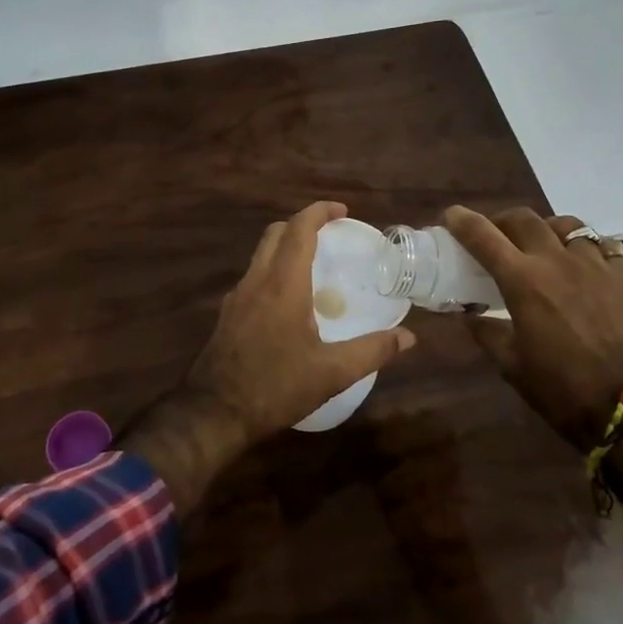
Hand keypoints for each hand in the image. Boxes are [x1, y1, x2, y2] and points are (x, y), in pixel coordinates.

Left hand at [123, 201, 416, 512]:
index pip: (299, 229)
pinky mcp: (227, 315)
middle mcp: (256, 281)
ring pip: (260, 255)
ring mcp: (237, 297)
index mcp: (283, 284)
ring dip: (285, 248)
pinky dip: (272, 273)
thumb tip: (408, 337)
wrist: (214, 412)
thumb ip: (373, 352)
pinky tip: (287, 303)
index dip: (320, 212)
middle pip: (275, 234)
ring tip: (313, 267)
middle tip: (330, 235)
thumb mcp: (332, 373)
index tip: (343, 211)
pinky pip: (252, 279)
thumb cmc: (276, 387)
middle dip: (302, 225)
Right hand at [444, 205, 622, 453]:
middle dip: (503, 221)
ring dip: (547, 230)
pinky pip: (605, 246)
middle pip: (524, 219)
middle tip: (497, 236)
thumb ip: (487, 332)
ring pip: (567, 225)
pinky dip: (589, 248)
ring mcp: (597, 264)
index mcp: (523, 281)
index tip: (452, 216)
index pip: (483, 236)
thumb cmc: (561, 390)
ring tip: (545, 246)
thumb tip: (471, 314)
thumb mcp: (511, 365)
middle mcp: (557, 261)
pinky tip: (587, 264)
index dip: (463, 221)